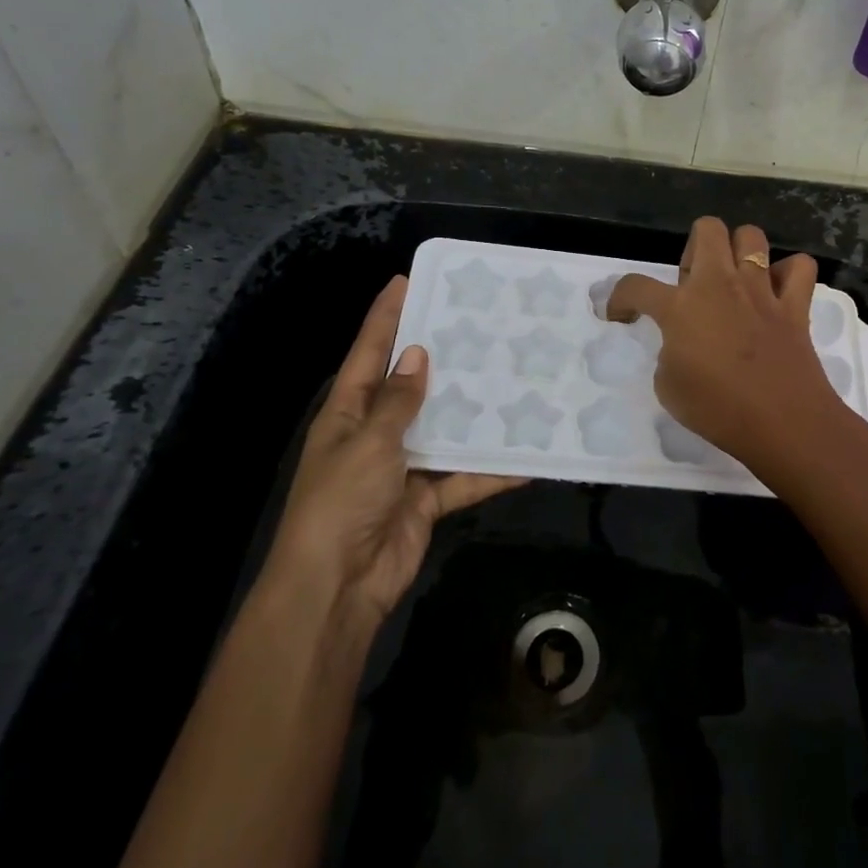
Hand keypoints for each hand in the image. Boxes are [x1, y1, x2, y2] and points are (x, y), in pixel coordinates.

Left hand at [263, 276, 525, 627]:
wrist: (338, 588)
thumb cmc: (342, 502)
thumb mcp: (369, 442)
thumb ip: (398, 401)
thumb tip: (417, 354)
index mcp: (348, 412)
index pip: (368, 352)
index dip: (385, 315)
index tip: (407, 279)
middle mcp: (375, 432)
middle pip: (411, 386)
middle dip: (440, 357)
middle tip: (479, 324)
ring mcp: (403, 466)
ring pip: (444, 428)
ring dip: (473, 412)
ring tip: (513, 377)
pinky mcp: (426, 498)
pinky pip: (463, 476)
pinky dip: (491, 470)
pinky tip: (529, 456)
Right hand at [607, 218, 843, 467]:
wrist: (781, 423)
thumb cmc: (717, 410)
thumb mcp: (669, 388)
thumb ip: (669, 354)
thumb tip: (681, 344)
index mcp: (681, 307)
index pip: (636, 286)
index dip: (620, 297)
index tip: (621, 314)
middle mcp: (720, 285)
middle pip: (707, 229)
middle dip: (693, 247)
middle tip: (692, 283)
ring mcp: (761, 290)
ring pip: (751, 236)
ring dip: (739, 252)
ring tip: (734, 281)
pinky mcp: (794, 305)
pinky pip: (799, 267)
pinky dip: (788, 274)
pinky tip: (777, 293)